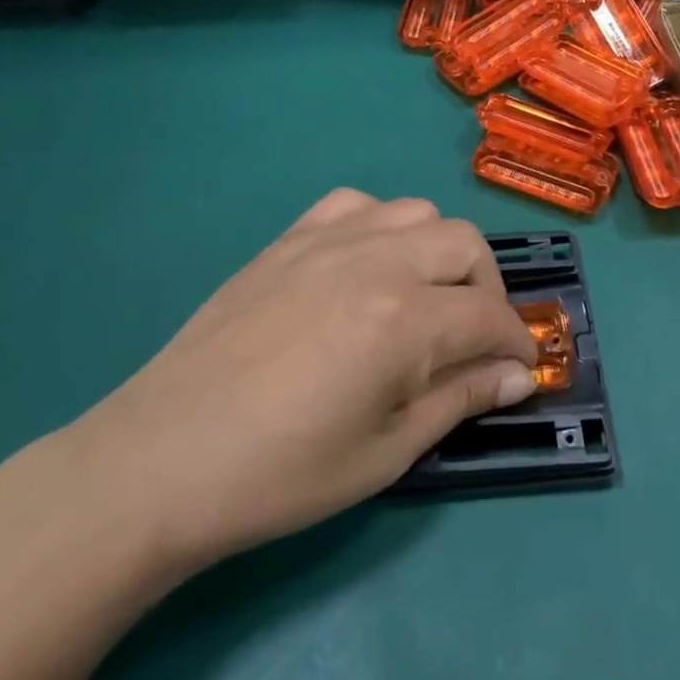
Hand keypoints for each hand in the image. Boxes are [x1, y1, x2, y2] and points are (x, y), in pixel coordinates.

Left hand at [63, 190, 537, 579]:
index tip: (519, 369)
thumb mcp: (386, 452)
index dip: (515, 344)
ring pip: (417, 212)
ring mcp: (327, 242)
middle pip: (465, 245)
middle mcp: (375, 262)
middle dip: (487, 291)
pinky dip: (380, 227)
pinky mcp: (288, 241)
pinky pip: (355, 204)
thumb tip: (519, 377)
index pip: (489, 315)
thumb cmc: (280, 475)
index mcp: (404, 320)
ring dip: (439, 252)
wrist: (159, 462)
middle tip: (473, 339)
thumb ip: (459, 400)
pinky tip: (366, 267)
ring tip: (423, 299)